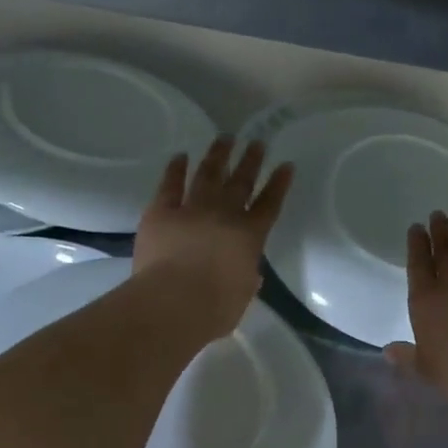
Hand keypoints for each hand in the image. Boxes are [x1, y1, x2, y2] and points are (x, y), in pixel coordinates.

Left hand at [134, 136, 292, 340]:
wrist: (174, 302)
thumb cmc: (214, 308)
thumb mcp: (242, 296)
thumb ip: (246, 279)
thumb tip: (248, 273)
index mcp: (250, 237)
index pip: (270, 204)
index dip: (279, 184)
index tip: (285, 165)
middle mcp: (224, 215)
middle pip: (241, 182)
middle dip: (251, 161)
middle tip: (256, 142)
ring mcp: (192, 209)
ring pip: (208, 174)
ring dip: (218, 155)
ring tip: (225, 138)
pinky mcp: (161, 212)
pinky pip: (170, 184)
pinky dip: (176, 169)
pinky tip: (180, 156)